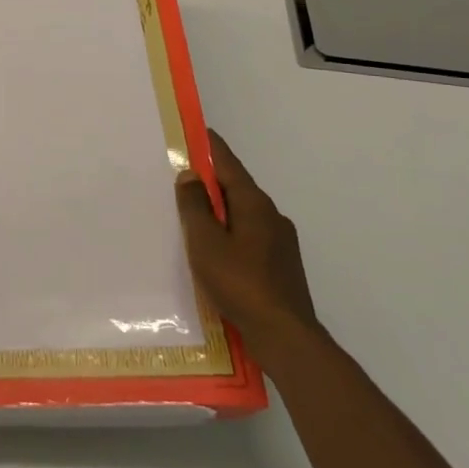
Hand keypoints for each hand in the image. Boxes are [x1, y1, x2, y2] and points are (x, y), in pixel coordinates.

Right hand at [176, 129, 317, 360]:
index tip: (197, 131)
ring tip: (194, 217)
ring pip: (244, 214)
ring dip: (221, 210)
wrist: (285, 336)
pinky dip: (231, 232)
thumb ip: (195, 206)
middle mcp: (272, 215)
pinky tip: (217, 251)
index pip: (228, 164)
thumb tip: (191, 175)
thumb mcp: (206, 242)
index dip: (211, 147)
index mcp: (253, 203)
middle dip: (212, 181)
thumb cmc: (240, 282)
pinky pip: (250, 236)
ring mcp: (281, 241)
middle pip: (237, 188)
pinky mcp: (282, 265)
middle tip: (183, 177)